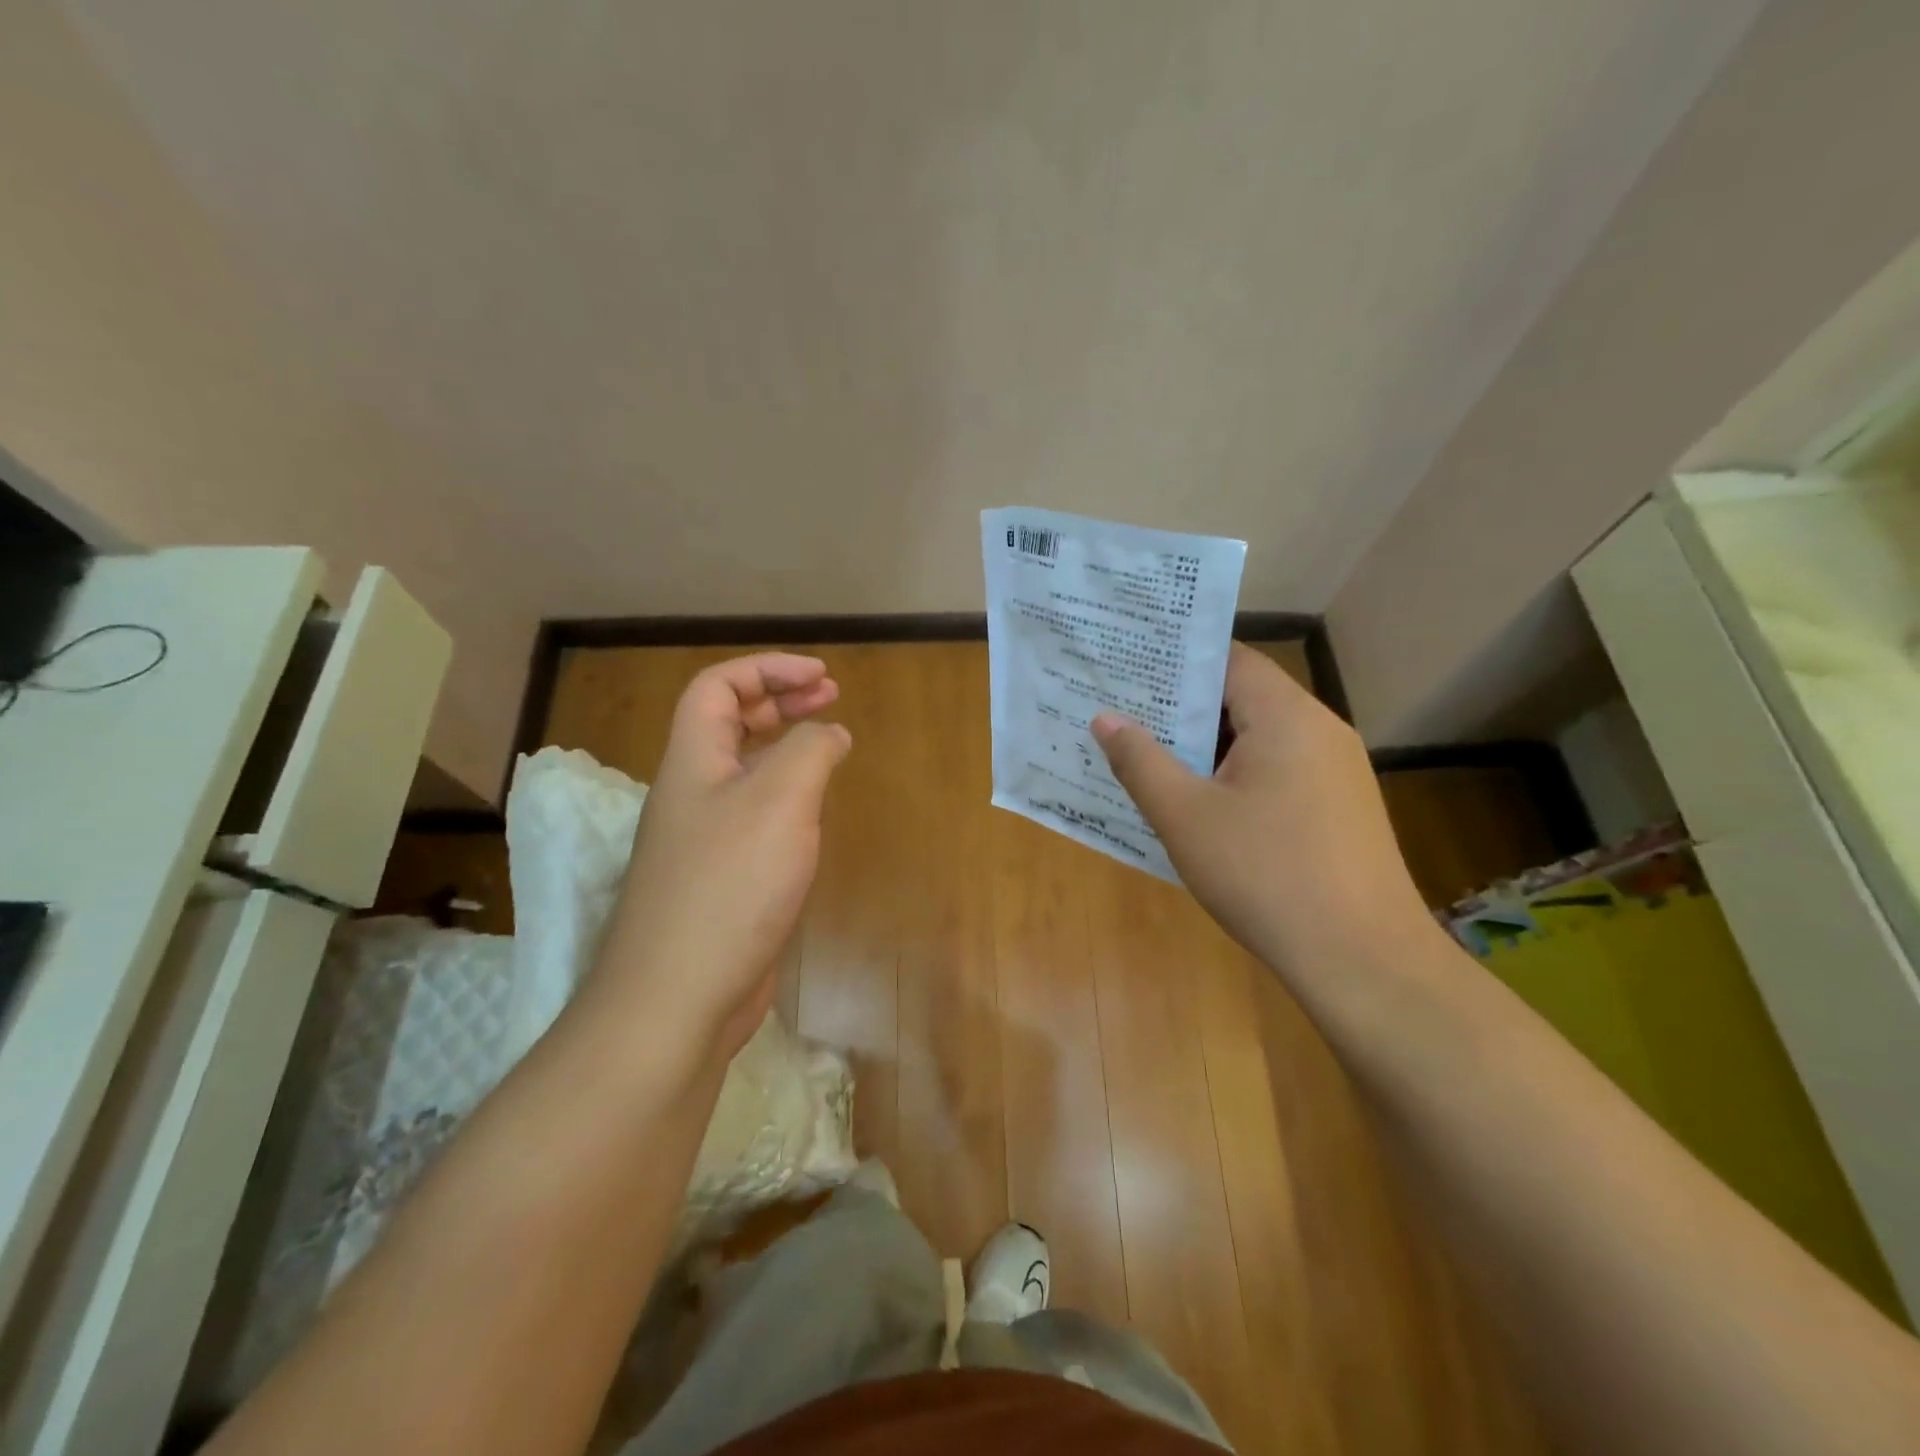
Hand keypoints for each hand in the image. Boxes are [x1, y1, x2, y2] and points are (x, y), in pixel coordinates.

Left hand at [586, 654, 850, 1078]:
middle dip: (780, 699)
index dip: (767, 668)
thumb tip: (830, 732)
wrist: (678, 996)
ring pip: (743, 770)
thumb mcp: (780, 800)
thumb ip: (810, 751)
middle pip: (729, 722)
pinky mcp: (721, 878)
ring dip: (785, 746)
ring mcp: (704, 838)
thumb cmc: (729, 885)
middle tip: (830, 697)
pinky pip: (754, 816)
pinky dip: (786, 798)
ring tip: (829, 744)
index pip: (717, 686)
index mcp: (694, 760)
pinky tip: (813, 812)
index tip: (822, 677)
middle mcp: (692, 791)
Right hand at [1092, 643, 1429, 971]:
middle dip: (1183, 706)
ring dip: (1208, 745)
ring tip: (1151, 756)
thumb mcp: (1185, 816)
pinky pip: (1278, 770)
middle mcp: (1320, 729)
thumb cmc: (1265, 875)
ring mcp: (1336, 769)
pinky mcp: (1340, 807)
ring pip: (1259, 737)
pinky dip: (1236, 774)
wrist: (1361, 959)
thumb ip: (1140, 761)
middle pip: (1243, 696)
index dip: (1176, 658)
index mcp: (1286, 716)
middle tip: (1124, 713)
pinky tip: (1201, 804)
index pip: (1228, 659)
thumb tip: (1106, 718)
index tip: (1127, 664)